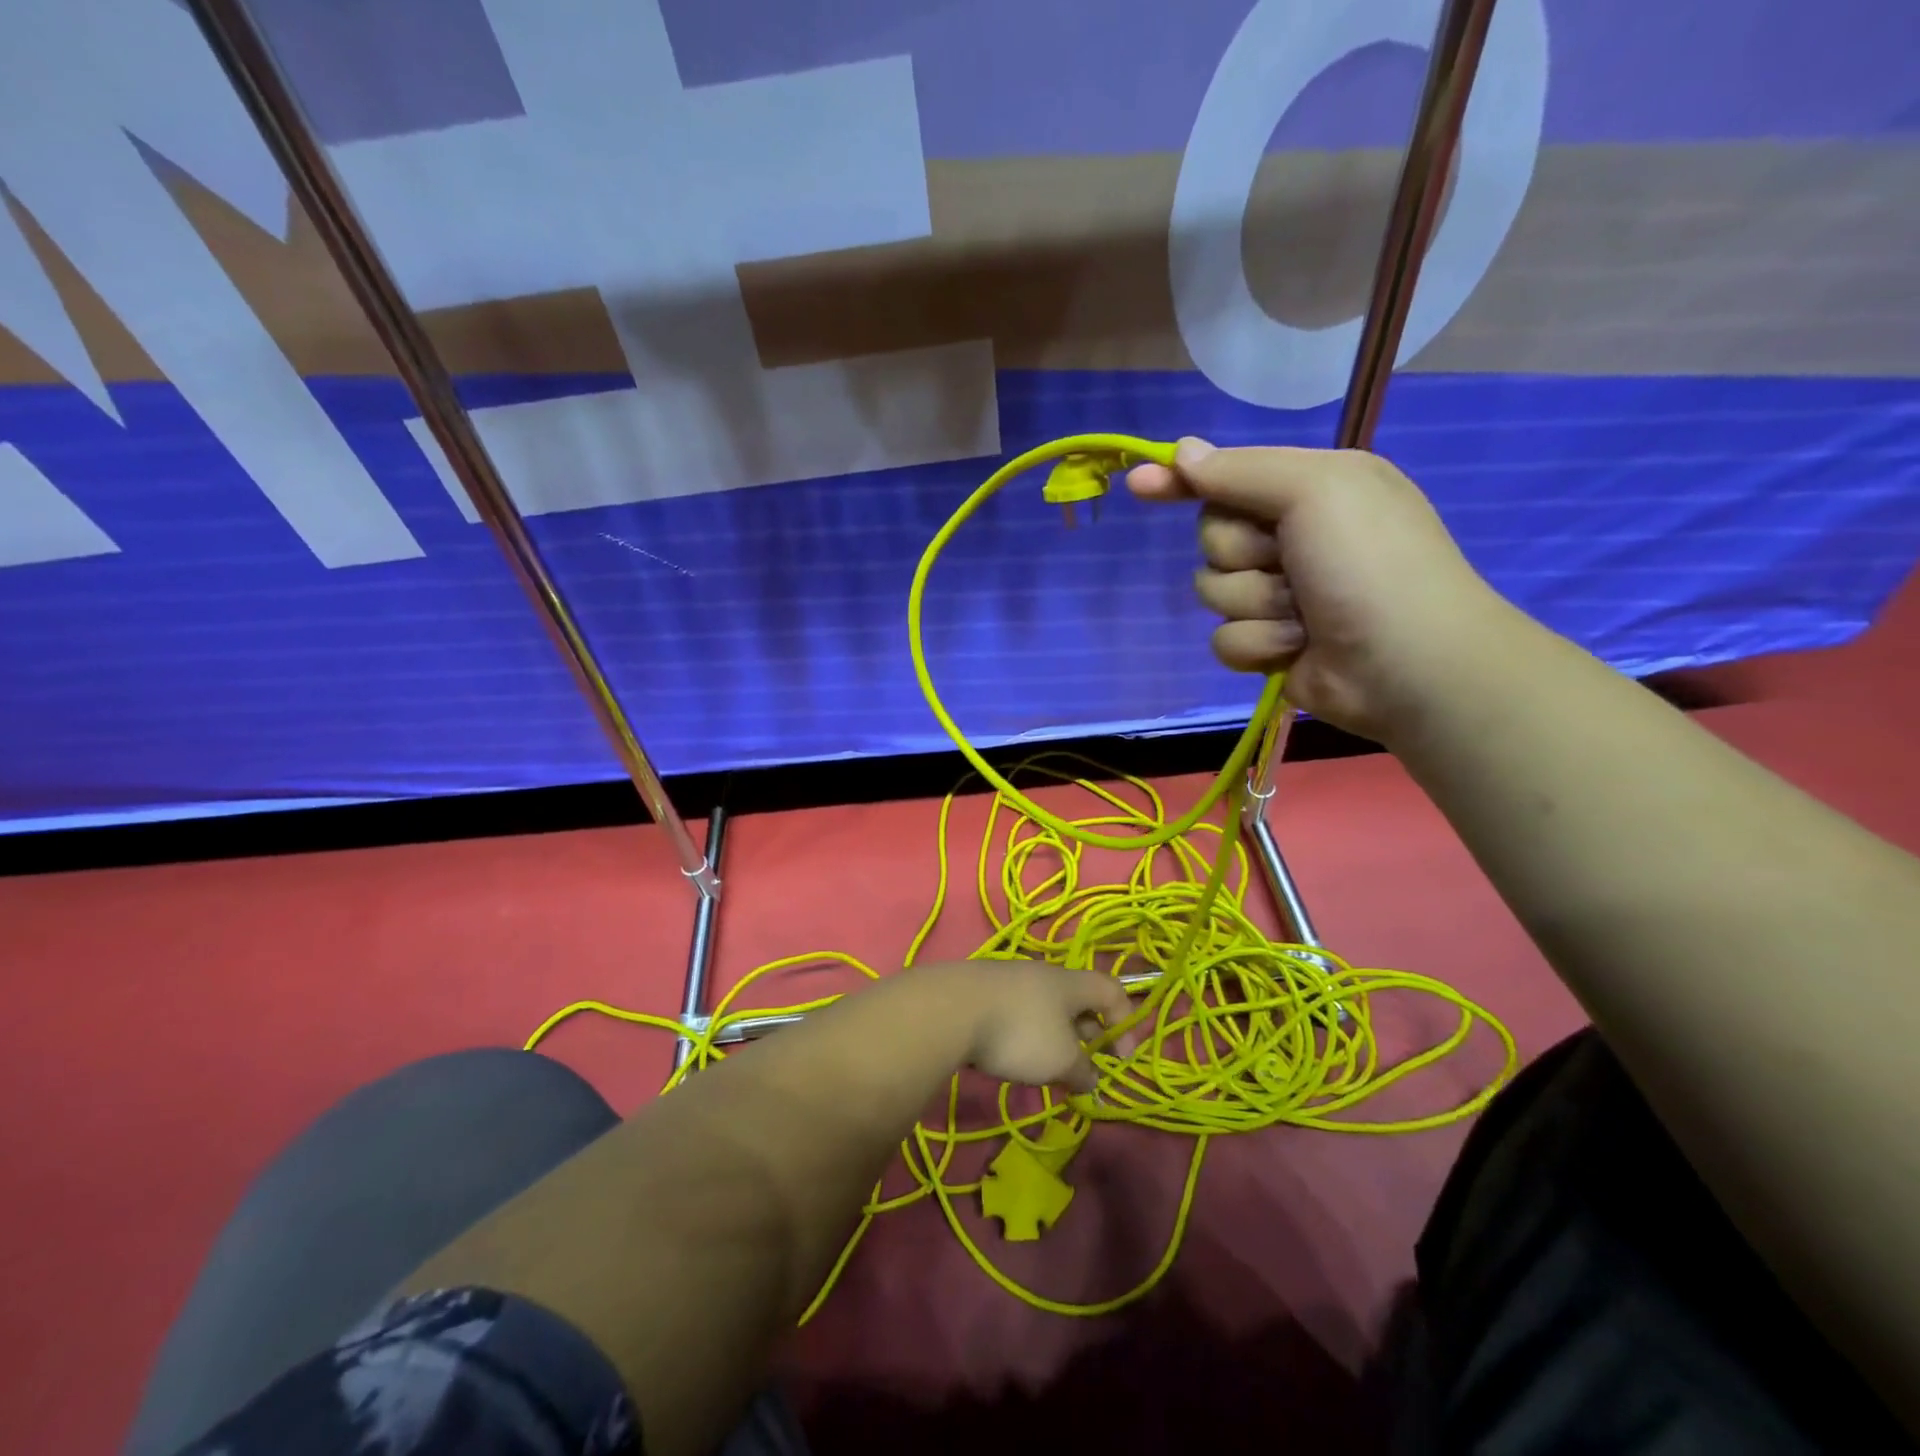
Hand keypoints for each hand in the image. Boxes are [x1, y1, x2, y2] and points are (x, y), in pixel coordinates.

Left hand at [909, 961, 1136, 1092]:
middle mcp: (1042, 974)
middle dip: (1086, 1033)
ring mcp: (1008, 979)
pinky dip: (1023, 1033)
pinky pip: (1015, 1011)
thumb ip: (1082, 1070)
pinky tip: (1011, 1055)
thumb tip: (1092, 1079)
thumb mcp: (1061, 1060)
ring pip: (1044, 1006)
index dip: (1125, 1021)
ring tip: (1047, 1067)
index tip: (1122, 1058)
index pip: (1111, 990)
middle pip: (1076, 999)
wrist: (950, 1008)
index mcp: (1070, 983)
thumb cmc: (1020, 1031)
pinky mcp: (980, 991)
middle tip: (1085, 1067)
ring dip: (1053, 1036)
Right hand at [1128, 438, 1517, 743]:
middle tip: (1287, 562)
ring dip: (1254, 603)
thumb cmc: (1367, 563)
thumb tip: (1181, 451)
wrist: (1405, 662)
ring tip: (1301, 613)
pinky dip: (1256, 643)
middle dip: (1241, 553)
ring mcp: (1280, 594)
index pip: (1227, 477)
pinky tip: (1293, 647)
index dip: (1181, 481)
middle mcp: (1293, 537)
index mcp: (1310, 489)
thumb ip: (1240, 471)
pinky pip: (1224, 638)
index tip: (1137, 484)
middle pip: (1213, 536)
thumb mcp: (1314, 490)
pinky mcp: (1269, 643)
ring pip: (1214, 591)